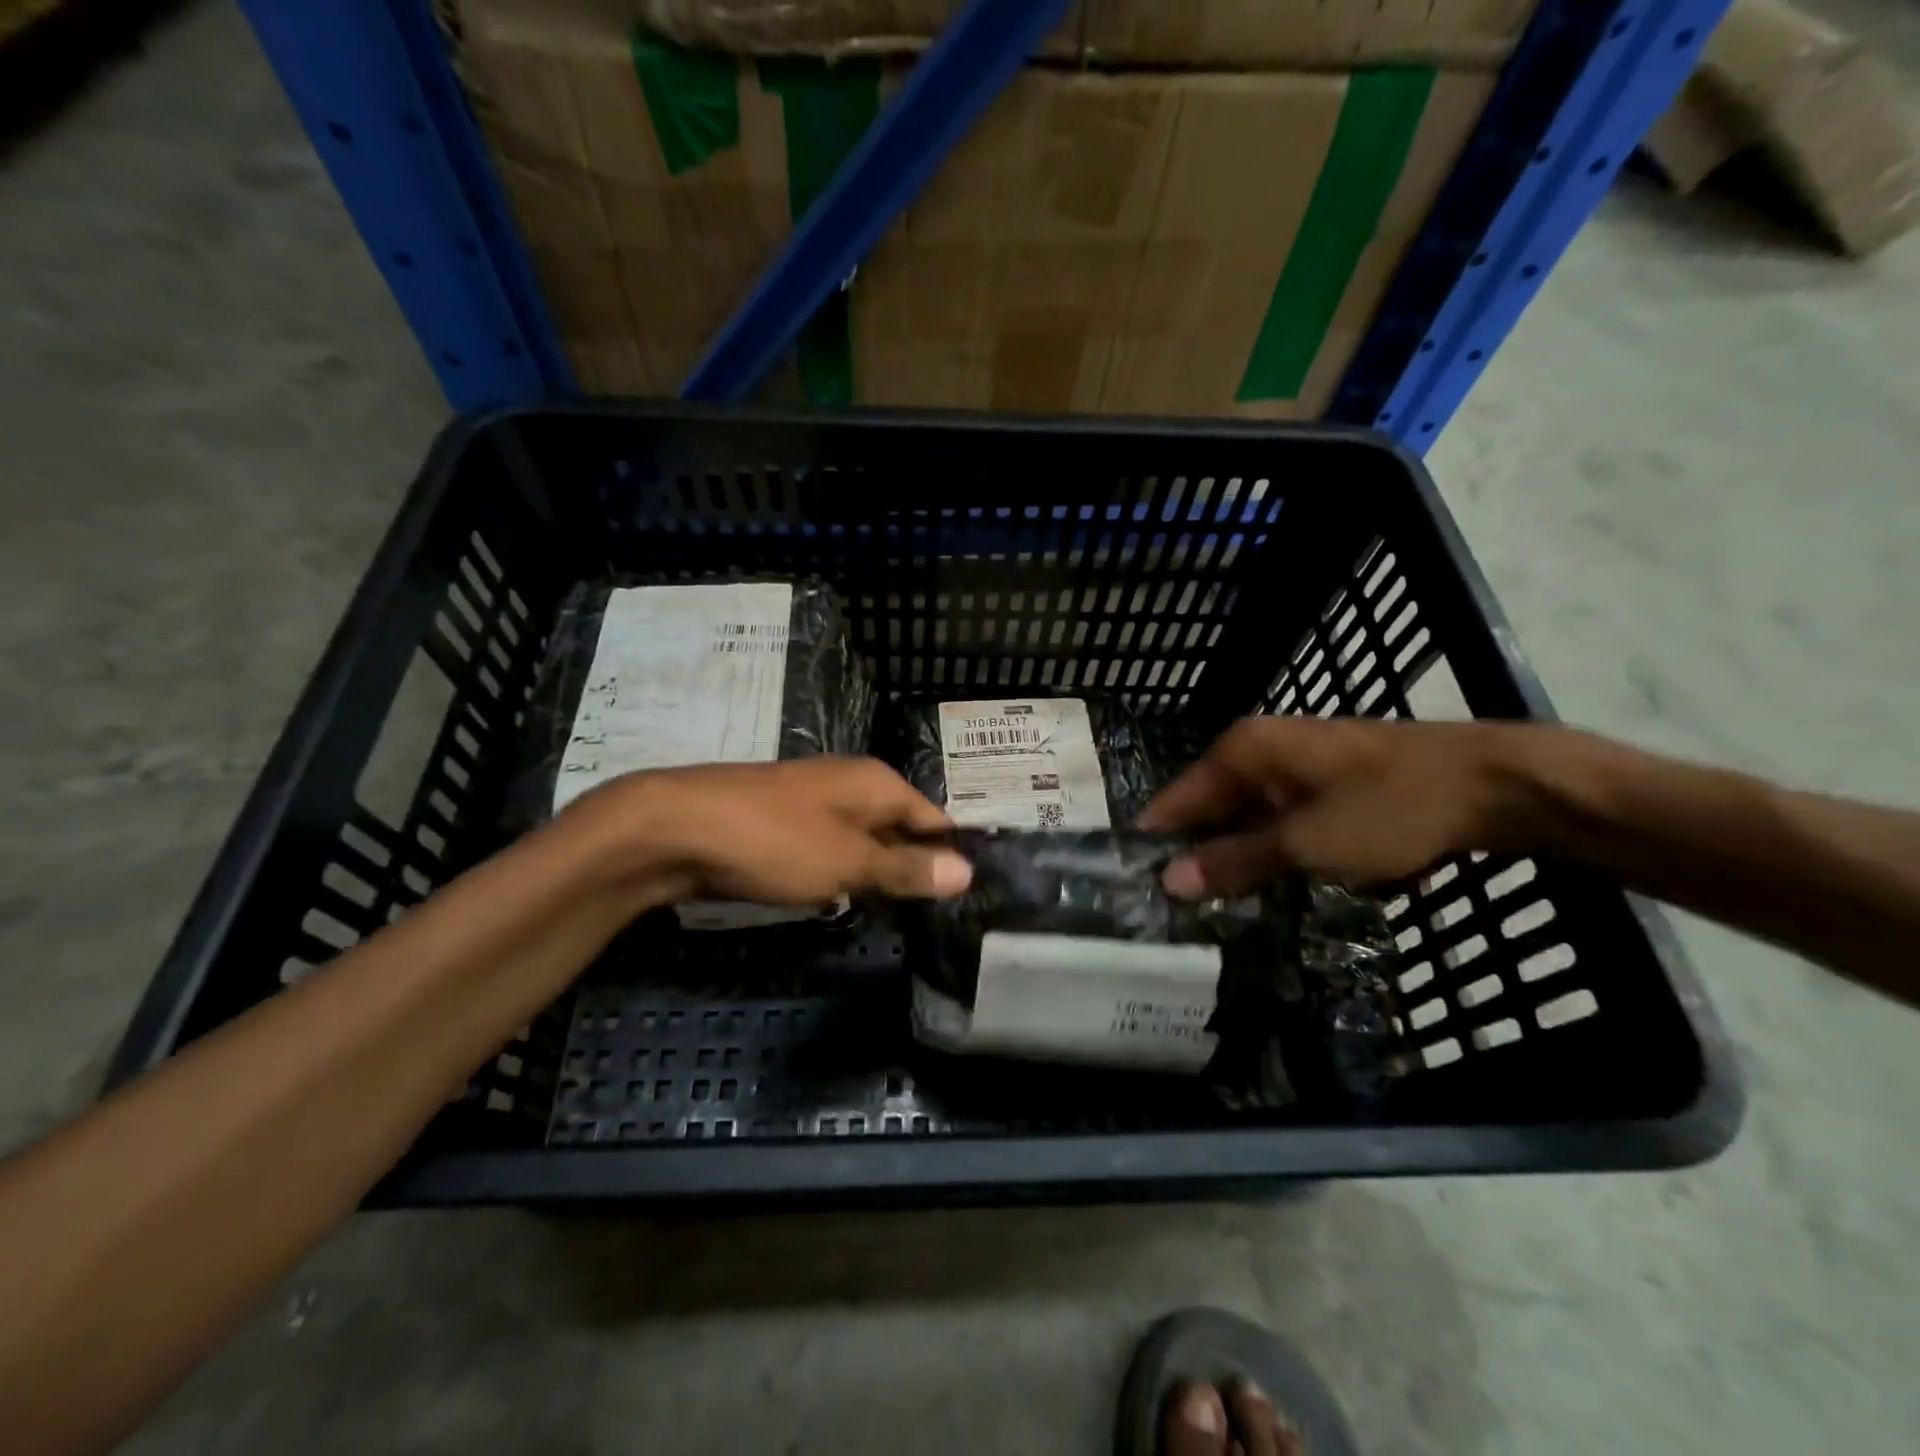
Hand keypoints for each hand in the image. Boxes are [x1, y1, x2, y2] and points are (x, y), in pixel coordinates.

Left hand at [577, 757, 971, 907]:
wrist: (674, 829)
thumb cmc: (774, 841)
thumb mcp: (849, 861)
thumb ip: (906, 867)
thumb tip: (968, 870)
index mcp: (876, 782)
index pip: (934, 818)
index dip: (951, 856)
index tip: (967, 899)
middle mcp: (850, 784)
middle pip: (900, 828)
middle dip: (913, 868)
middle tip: (934, 917)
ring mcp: (813, 802)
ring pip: (862, 841)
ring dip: (875, 874)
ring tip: (895, 916)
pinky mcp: (782, 824)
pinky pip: (828, 849)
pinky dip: (839, 873)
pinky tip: (840, 900)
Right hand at [1140, 716, 1533, 893]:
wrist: (1495, 784)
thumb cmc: (1390, 806)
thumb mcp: (1306, 842)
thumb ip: (1235, 861)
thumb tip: (1169, 882)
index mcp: (1243, 750)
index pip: (1177, 799)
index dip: (1158, 843)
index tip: (1139, 888)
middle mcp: (1259, 750)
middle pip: (1210, 808)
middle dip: (1199, 855)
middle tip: (1179, 911)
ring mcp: (1295, 765)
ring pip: (1246, 818)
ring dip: (1239, 858)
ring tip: (1220, 908)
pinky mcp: (1325, 783)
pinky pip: (1280, 820)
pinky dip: (1274, 850)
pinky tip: (1274, 885)